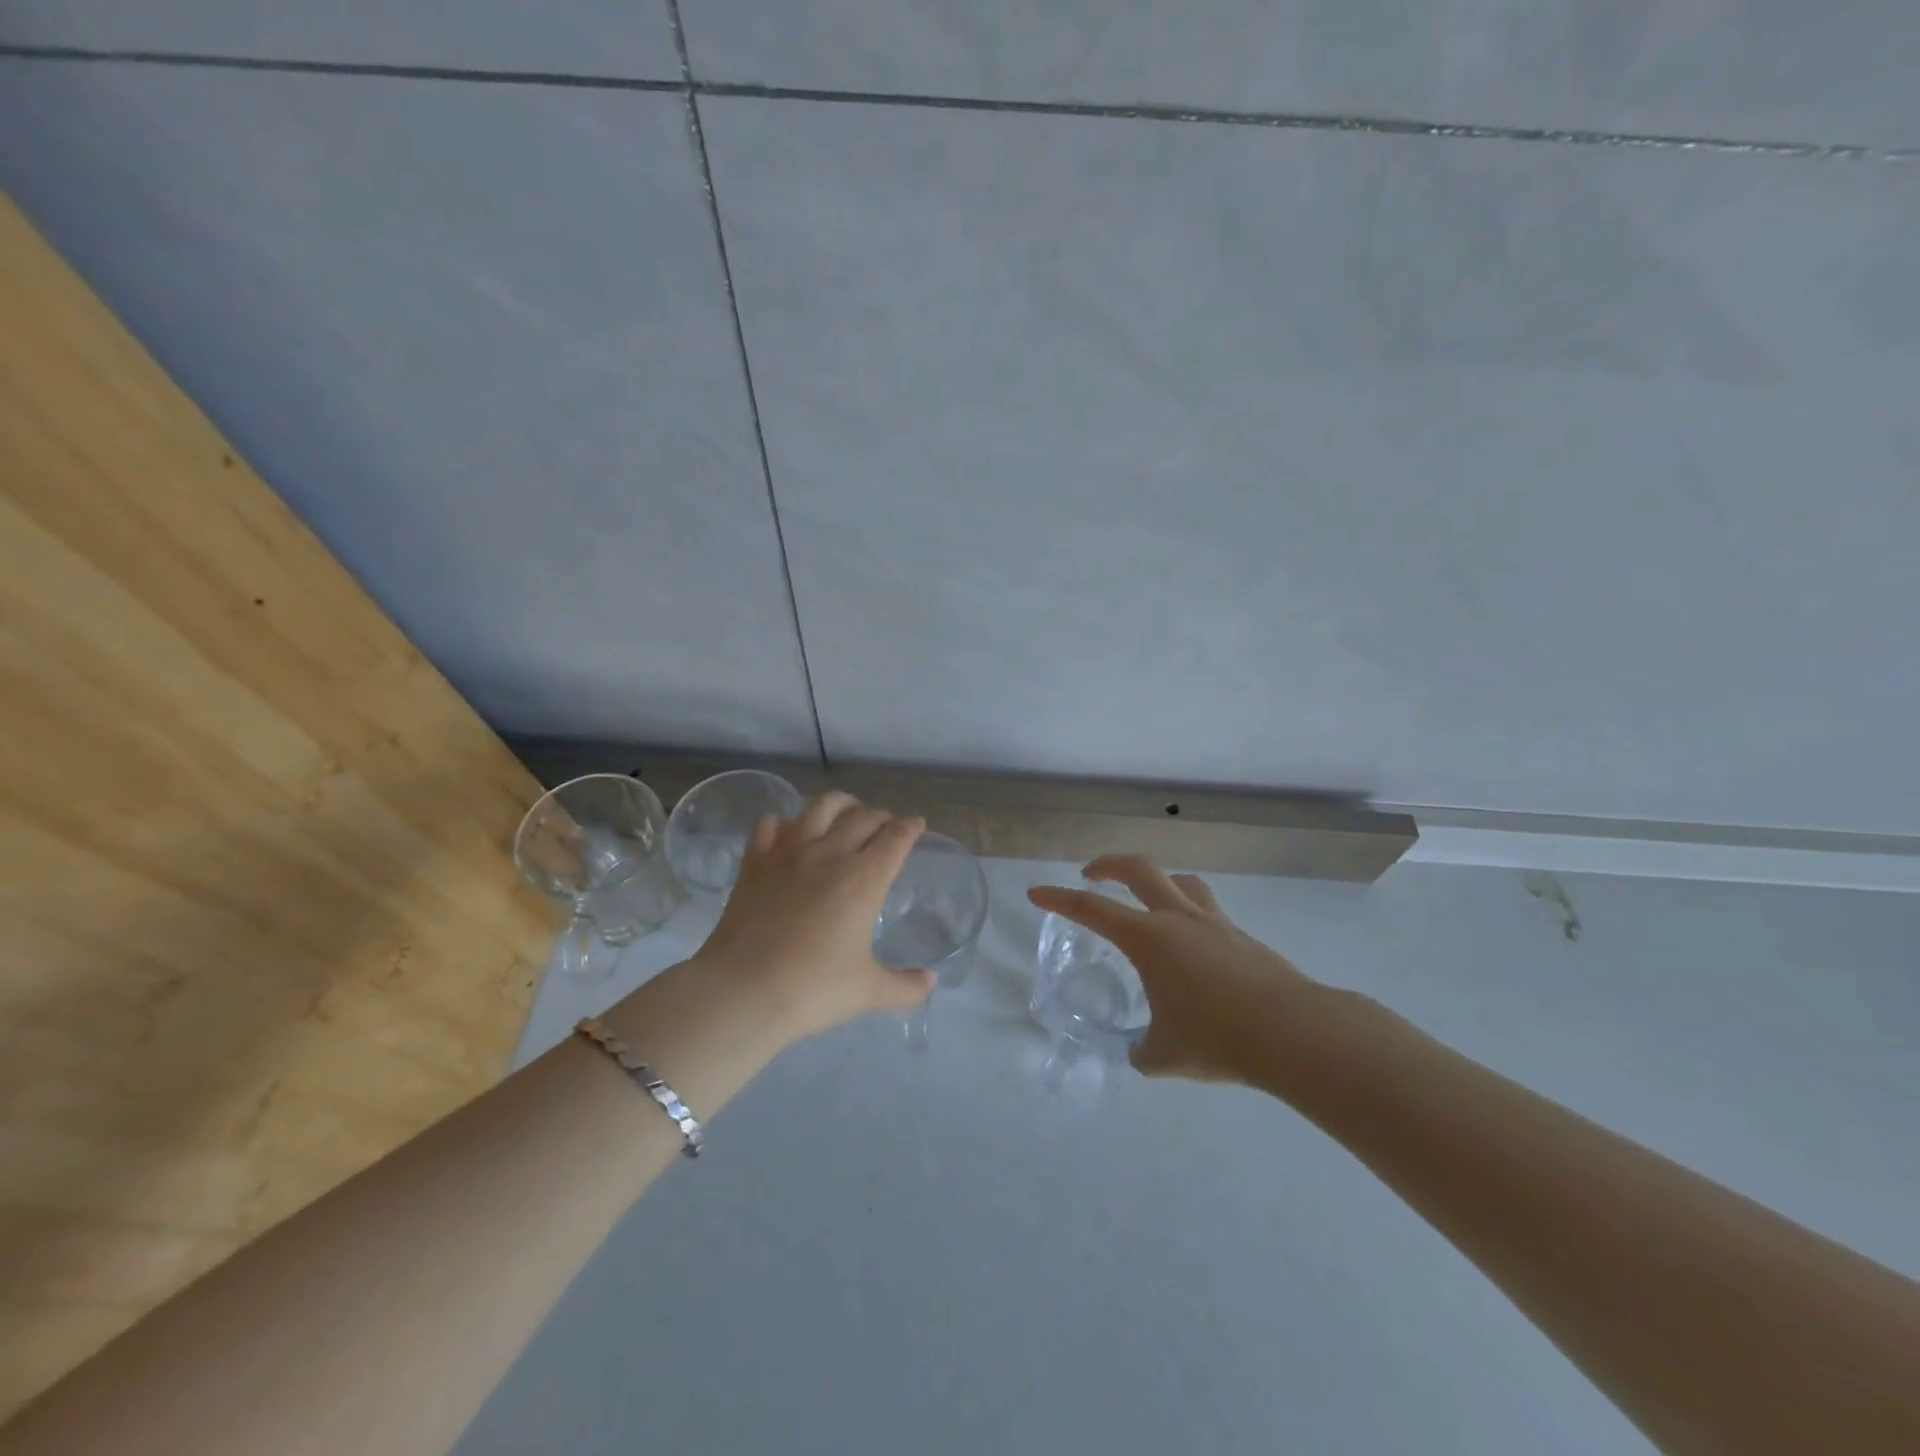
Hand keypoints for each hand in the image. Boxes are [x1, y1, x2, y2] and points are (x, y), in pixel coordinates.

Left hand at [690, 792, 935, 1042]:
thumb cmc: (812, 990)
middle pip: (864, 817)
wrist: (742, 991)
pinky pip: (771, 825)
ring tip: (846, 812)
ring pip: (821, 806)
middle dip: (882, 817)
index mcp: (865, 879)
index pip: (896, 837)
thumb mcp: (868, 992)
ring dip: (840, 804)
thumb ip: (906, 987)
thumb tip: (931, 981)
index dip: (911, 827)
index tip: (917, 825)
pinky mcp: (755, 861)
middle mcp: (830, 854)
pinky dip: (783, 823)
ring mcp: (789, 852)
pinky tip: (787, 833)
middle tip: (887, 827)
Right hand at [1028, 855, 1324, 1083]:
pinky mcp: (1242, 936)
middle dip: (1108, 865)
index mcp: (1149, 939)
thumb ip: (1143, 1051)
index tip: (1036, 893)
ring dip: (1155, 882)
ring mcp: (1214, 923)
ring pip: (1179, 882)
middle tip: (1091, 874)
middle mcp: (1178, 919)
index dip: (1059, 899)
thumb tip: (1141, 1052)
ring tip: (1147, 900)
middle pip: (1138, 869)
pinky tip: (1193, 949)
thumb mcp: (1165, 1055)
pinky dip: (1188, 914)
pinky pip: (1206, 910)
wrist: (1294, 1032)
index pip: (1092, 910)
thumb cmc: (1218, 1038)